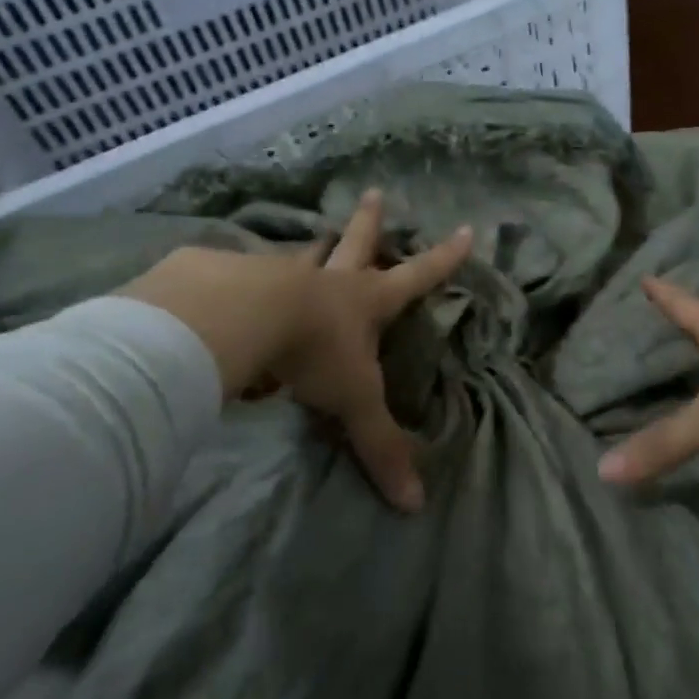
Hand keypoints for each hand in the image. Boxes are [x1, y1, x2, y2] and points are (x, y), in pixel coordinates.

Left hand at [120, 191, 471, 512]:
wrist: (241, 319)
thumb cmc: (314, 353)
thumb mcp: (353, 402)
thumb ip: (380, 448)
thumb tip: (415, 506)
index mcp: (365, 301)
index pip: (417, 276)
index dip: (444, 258)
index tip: (467, 230)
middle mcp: (328, 280)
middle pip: (356, 243)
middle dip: (369, 221)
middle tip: (373, 191)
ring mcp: (281, 273)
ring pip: (301, 257)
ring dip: (310, 249)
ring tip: (309, 238)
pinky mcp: (234, 276)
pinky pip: (244, 276)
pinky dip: (245, 279)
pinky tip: (231, 286)